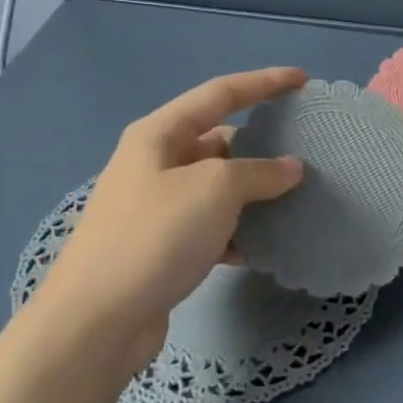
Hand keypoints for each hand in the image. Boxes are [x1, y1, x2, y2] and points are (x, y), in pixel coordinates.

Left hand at [36, 68, 306, 378]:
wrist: (97, 321)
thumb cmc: (155, 236)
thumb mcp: (215, 189)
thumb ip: (260, 171)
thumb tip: (291, 168)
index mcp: (159, 134)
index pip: (221, 93)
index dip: (264, 83)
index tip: (303, 80)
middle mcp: (154, 163)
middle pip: (219, 141)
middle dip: (261, 146)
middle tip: (305, 152)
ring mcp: (156, 207)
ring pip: (217, 187)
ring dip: (253, 194)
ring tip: (295, 200)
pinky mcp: (161, 247)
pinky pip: (210, 226)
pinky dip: (236, 232)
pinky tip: (261, 248)